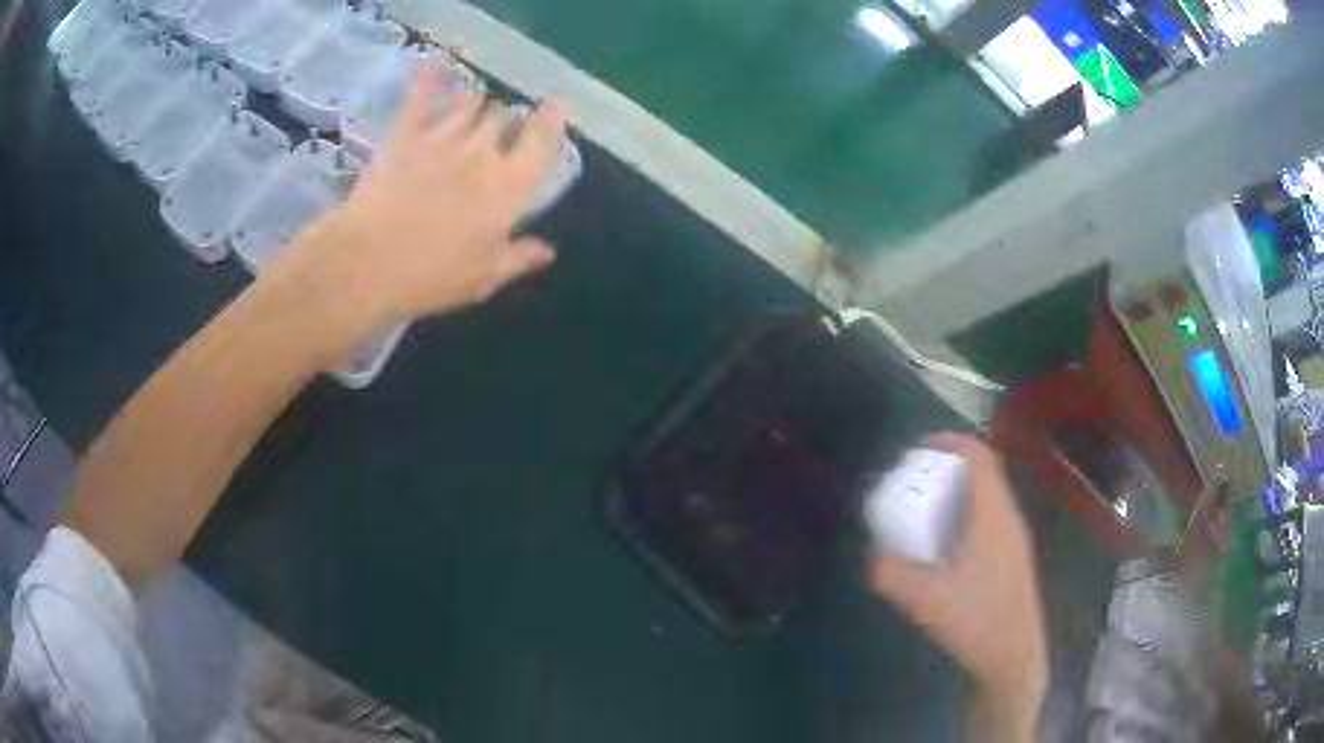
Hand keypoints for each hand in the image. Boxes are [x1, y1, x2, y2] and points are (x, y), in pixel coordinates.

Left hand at [266, 67, 566, 359]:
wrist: (367, 263)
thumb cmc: (430, 277)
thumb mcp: (482, 278)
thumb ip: (517, 257)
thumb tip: (547, 250)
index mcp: (508, 187)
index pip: (540, 142)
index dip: (550, 121)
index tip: (554, 107)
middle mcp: (482, 152)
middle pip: (503, 118)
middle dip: (505, 121)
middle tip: (498, 132)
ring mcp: (441, 137)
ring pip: (469, 101)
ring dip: (475, 103)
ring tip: (470, 108)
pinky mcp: (405, 134)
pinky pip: (422, 97)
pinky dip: (430, 79)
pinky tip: (434, 65)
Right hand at [869, 434, 1047, 736]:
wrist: (1013, 657)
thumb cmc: (975, 621)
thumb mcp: (923, 599)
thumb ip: (890, 573)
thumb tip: (872, 554)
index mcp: (994, 516)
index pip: (979, 457)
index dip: (950, 442)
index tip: (918, 448)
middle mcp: (1009, 518)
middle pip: (984, 473)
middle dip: (948, 468)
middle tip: (914, 481)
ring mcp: (1014, 539)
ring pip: (988, 497)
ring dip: (958, 493)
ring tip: (924, 512)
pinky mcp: (1013, 558)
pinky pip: (989, 519)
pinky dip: (965, 516)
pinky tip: (943, 548)